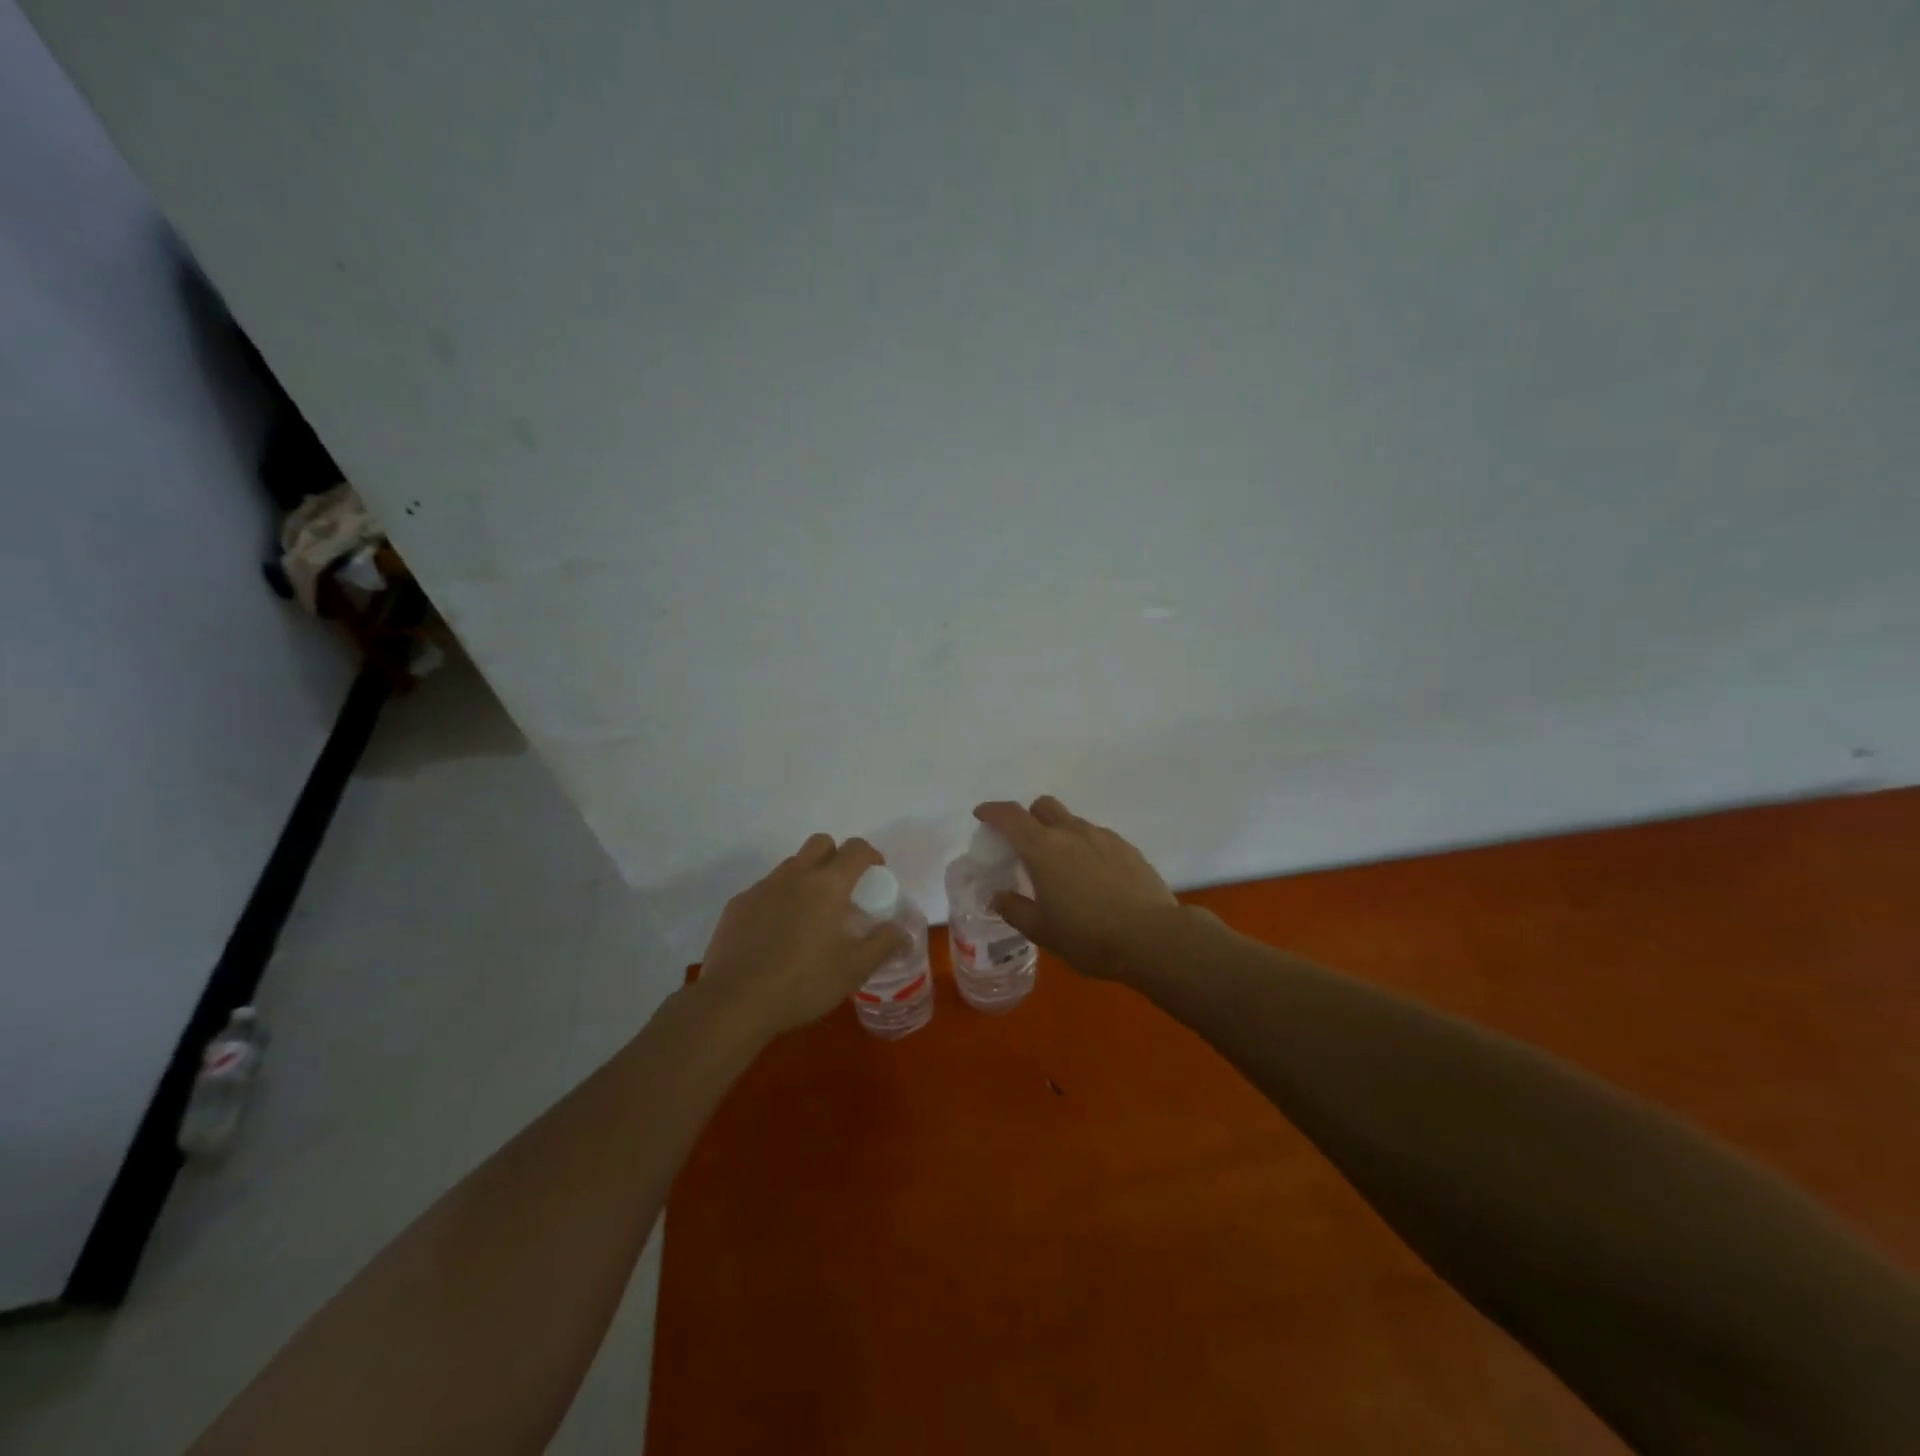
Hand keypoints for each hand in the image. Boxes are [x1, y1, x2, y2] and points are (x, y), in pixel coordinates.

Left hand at [697, 835, 909, 1037]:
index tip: (876, 874)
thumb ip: (883, 944)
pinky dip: (778, 900)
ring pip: (791, 865)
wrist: (734, 1003)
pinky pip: (765, 890)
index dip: (871, 856)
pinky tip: (776, 934)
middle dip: (836, 856)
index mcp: (828, 885)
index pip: (856, 849)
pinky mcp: (737, 905)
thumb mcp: (854, 970)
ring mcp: (762, 888)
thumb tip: (902, 930)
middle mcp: (795, 876)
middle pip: (820, 843)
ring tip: (809, 915)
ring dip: (806, 877)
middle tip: (842, 889)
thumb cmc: (803, 983)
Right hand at [973, 796, 1181, 979]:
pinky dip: (1086, 848)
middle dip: (1029, 818)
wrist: (1153, 938)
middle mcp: (1071, 832)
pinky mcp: (1127, 847)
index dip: (992, 811)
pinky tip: (1094, 879)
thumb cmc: (1089, 937)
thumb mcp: (1043, 931)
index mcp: (1043, 849)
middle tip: (1026, 847)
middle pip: (1043, 806)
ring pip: (1072, 822)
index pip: (1009, 816)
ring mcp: (1103, 837)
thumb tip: (998, 896)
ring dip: (1060, 835)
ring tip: (1064, 870)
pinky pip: (1097, 838)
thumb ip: (1015, 909)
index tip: (982, 815)